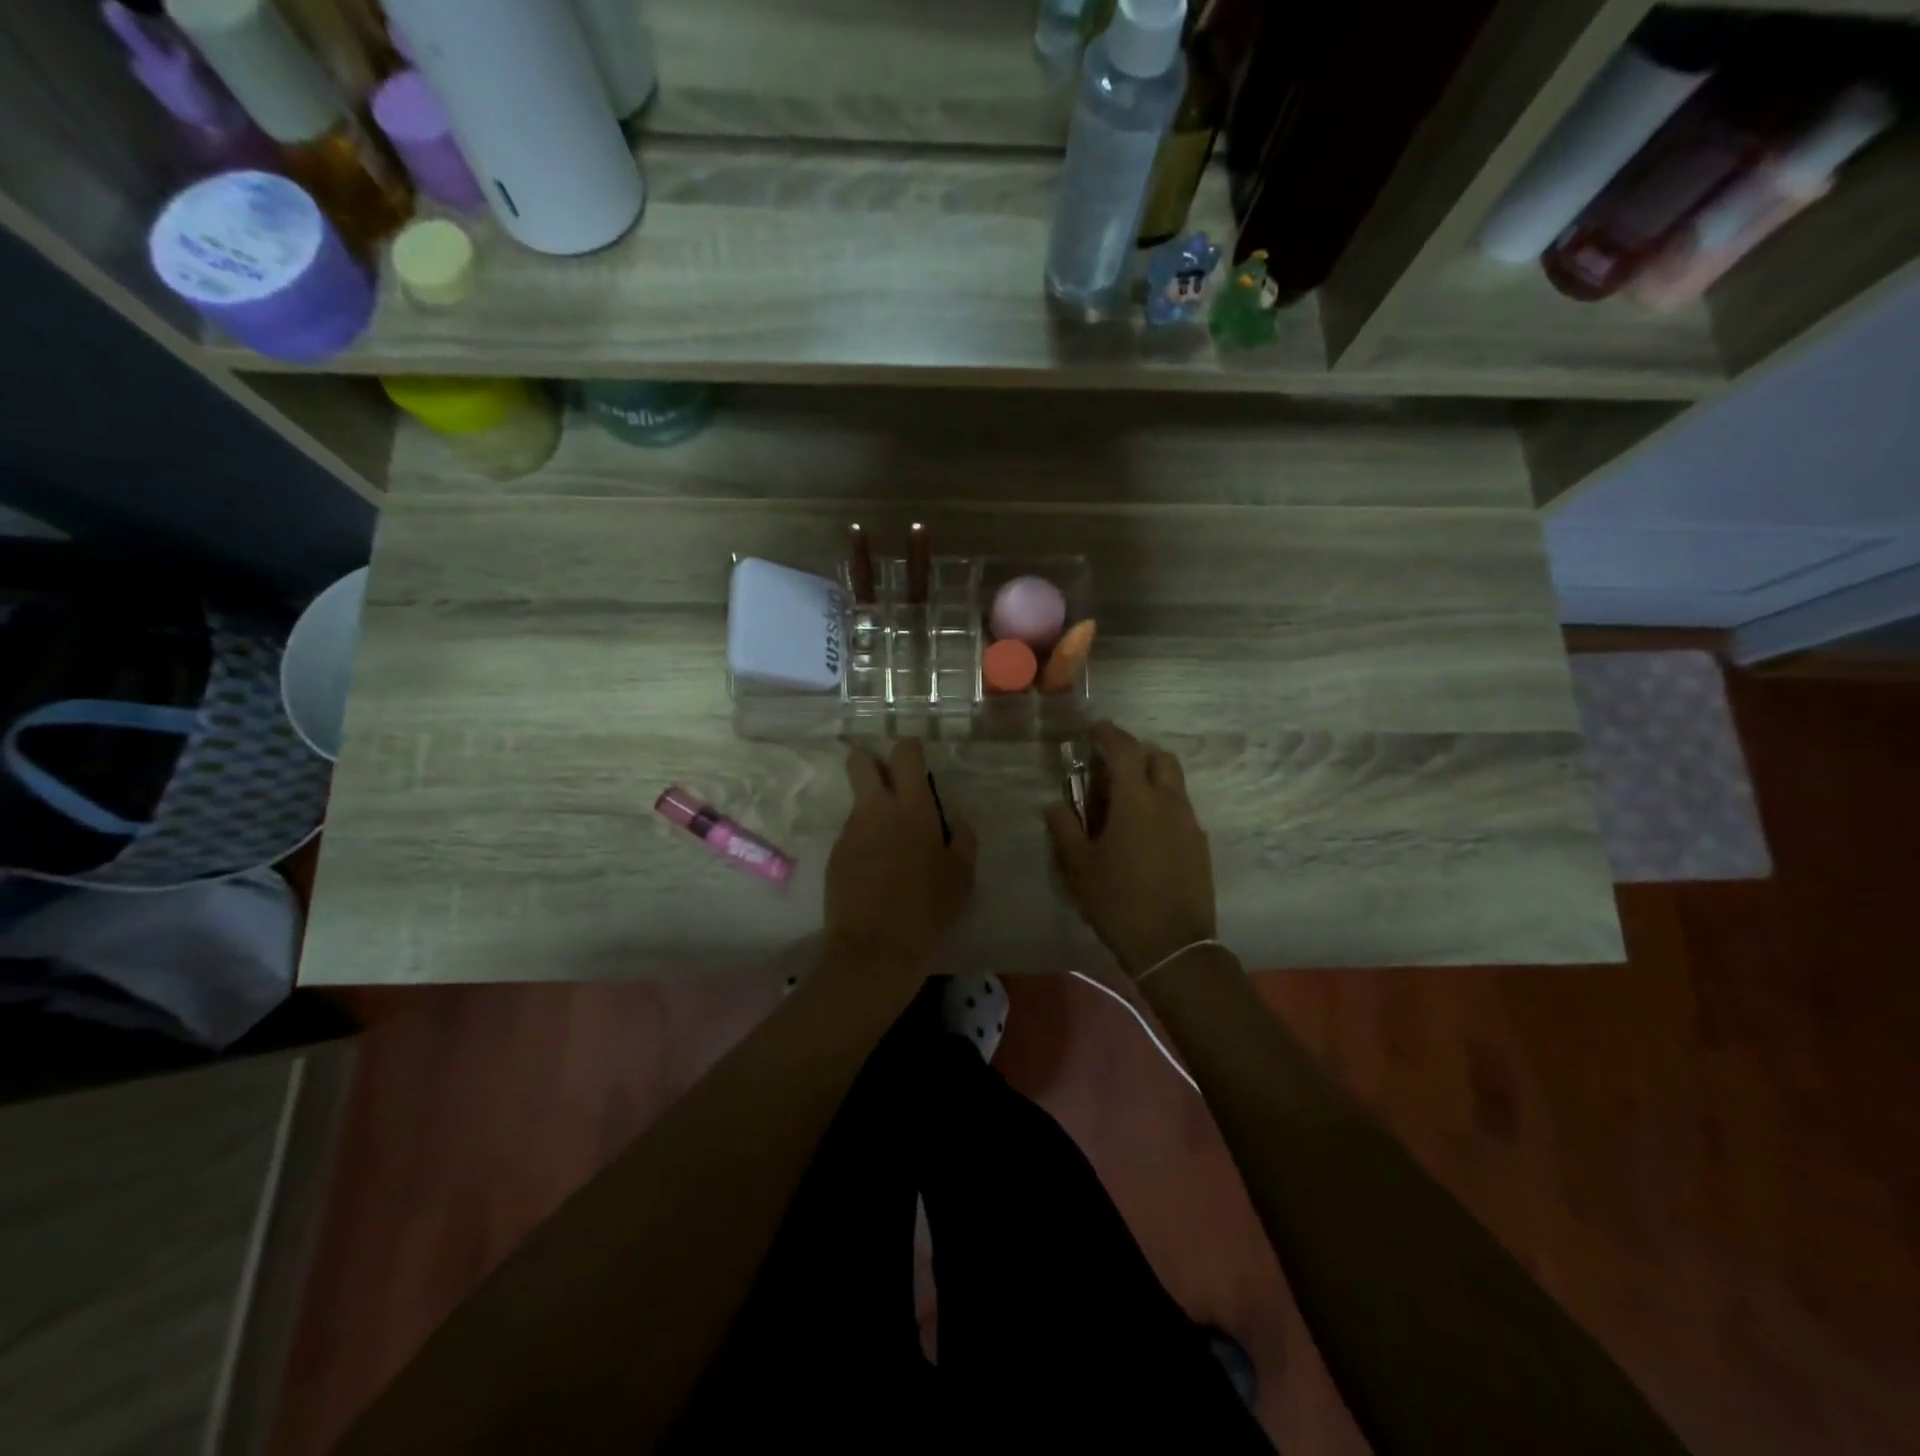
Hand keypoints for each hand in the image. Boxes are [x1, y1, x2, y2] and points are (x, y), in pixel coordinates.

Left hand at [825, 738, 977, 975]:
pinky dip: (864, 841)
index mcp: (912, 808)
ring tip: (891, 845)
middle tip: (891, 784)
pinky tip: (876, 871)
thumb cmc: (928, 909)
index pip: (904, 755)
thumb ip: (963, 840)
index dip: (910, 749)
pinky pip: (851, 834)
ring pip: (858, 802)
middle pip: (861, 762)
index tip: (916, 759)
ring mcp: (850, 832)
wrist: (875, 949)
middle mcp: (876, 810)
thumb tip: (957, 823)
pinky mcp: (835, 855)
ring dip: (872, 810)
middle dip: (872, 762)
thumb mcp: (962, 877)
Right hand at [1046, 721, 1216, 978]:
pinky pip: (1181, 810)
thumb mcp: (1079, 867)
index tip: (1094, 730)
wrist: (1173, 946)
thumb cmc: (1118, 902)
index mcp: (1136, 801)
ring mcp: (1190, 824)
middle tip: (1110, 769)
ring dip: (1150, 780)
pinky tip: (1144, 835)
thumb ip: (1064, 829)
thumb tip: (1054, 804)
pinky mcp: (1200, 845)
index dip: (1109, 734)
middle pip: (1160, 757)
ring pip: (1174, 784)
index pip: (1125, 749)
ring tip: (1125, 804)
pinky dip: (1162, 805)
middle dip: (1136, 753)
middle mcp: (1169, 803)